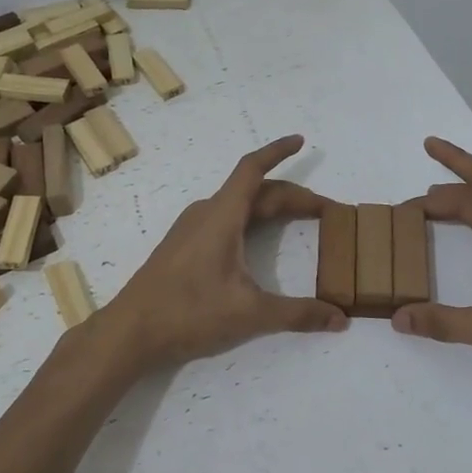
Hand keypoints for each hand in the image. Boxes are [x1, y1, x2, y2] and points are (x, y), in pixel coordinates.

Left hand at [102, 135, 346, 370]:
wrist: (130, 332)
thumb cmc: (188, 313)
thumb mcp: (250, 314)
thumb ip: (298, 314)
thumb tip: (341, 319)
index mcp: (221, 216)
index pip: (253, 170)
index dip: (277, 152)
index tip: (300, 140)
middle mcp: (205, 214)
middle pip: (253, 191)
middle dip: (290, 195)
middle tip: (323, 210)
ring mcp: (190, 230)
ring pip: (237, 206)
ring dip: (268, 207)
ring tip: (295, 218)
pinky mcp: (182, 248)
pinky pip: (223, 220)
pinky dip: (249, 221)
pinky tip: (254, 241)